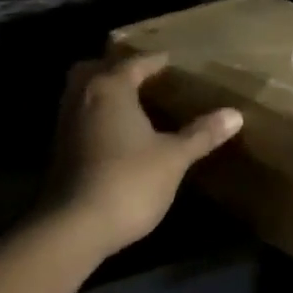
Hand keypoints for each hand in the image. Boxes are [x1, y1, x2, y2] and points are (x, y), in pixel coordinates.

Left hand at [47, 53, 242, 260]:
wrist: (72, 230)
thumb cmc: (128, 181)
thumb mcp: (173, 158)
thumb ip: (201, 134)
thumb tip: (236, 114)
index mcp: (111, 88)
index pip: (136, 63)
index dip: (156, 61)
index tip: (174, 62)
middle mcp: (83, 97)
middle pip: (96, 70)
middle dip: (116, 69)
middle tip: (143, 77)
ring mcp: (65, 125)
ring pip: (82, 94)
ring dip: (102, 93)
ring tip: (132, 104)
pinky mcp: (57, 153)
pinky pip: (78, 118)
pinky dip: (94, 117)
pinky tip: (115, 134)